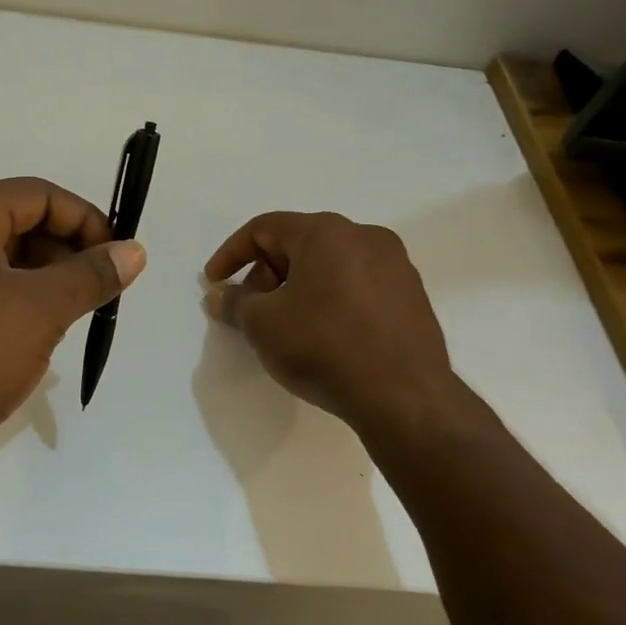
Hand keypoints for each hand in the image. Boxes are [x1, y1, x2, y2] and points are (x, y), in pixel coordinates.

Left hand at [0, 178, 145, 489]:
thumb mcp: (40, 312)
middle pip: (10, 222)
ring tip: (62, 318)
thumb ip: (90, 275)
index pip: (36, 194)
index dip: (85, 219)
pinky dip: (2, 300)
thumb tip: (133, 251)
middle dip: (61, 251)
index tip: (115, 258)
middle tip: (92, 292)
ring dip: (34, 278)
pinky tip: (20, 337)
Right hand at [203, 211, 461, 428]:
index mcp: (326, 232)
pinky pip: (357, 285)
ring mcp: (395, 265)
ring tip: (285, 325)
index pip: (264, 228)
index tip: (213, 283)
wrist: (404, 397)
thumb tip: (218, 295)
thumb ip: (234, 302)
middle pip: (299, 243)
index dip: (231, 254)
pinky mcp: (412, 296)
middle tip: (251, 310)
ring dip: (298, 287)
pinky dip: (330, 299)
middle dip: (266, 274)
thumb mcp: (262, 325)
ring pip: (330, 264)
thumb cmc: (323, 347)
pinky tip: (323, 335)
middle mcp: (365, 236)